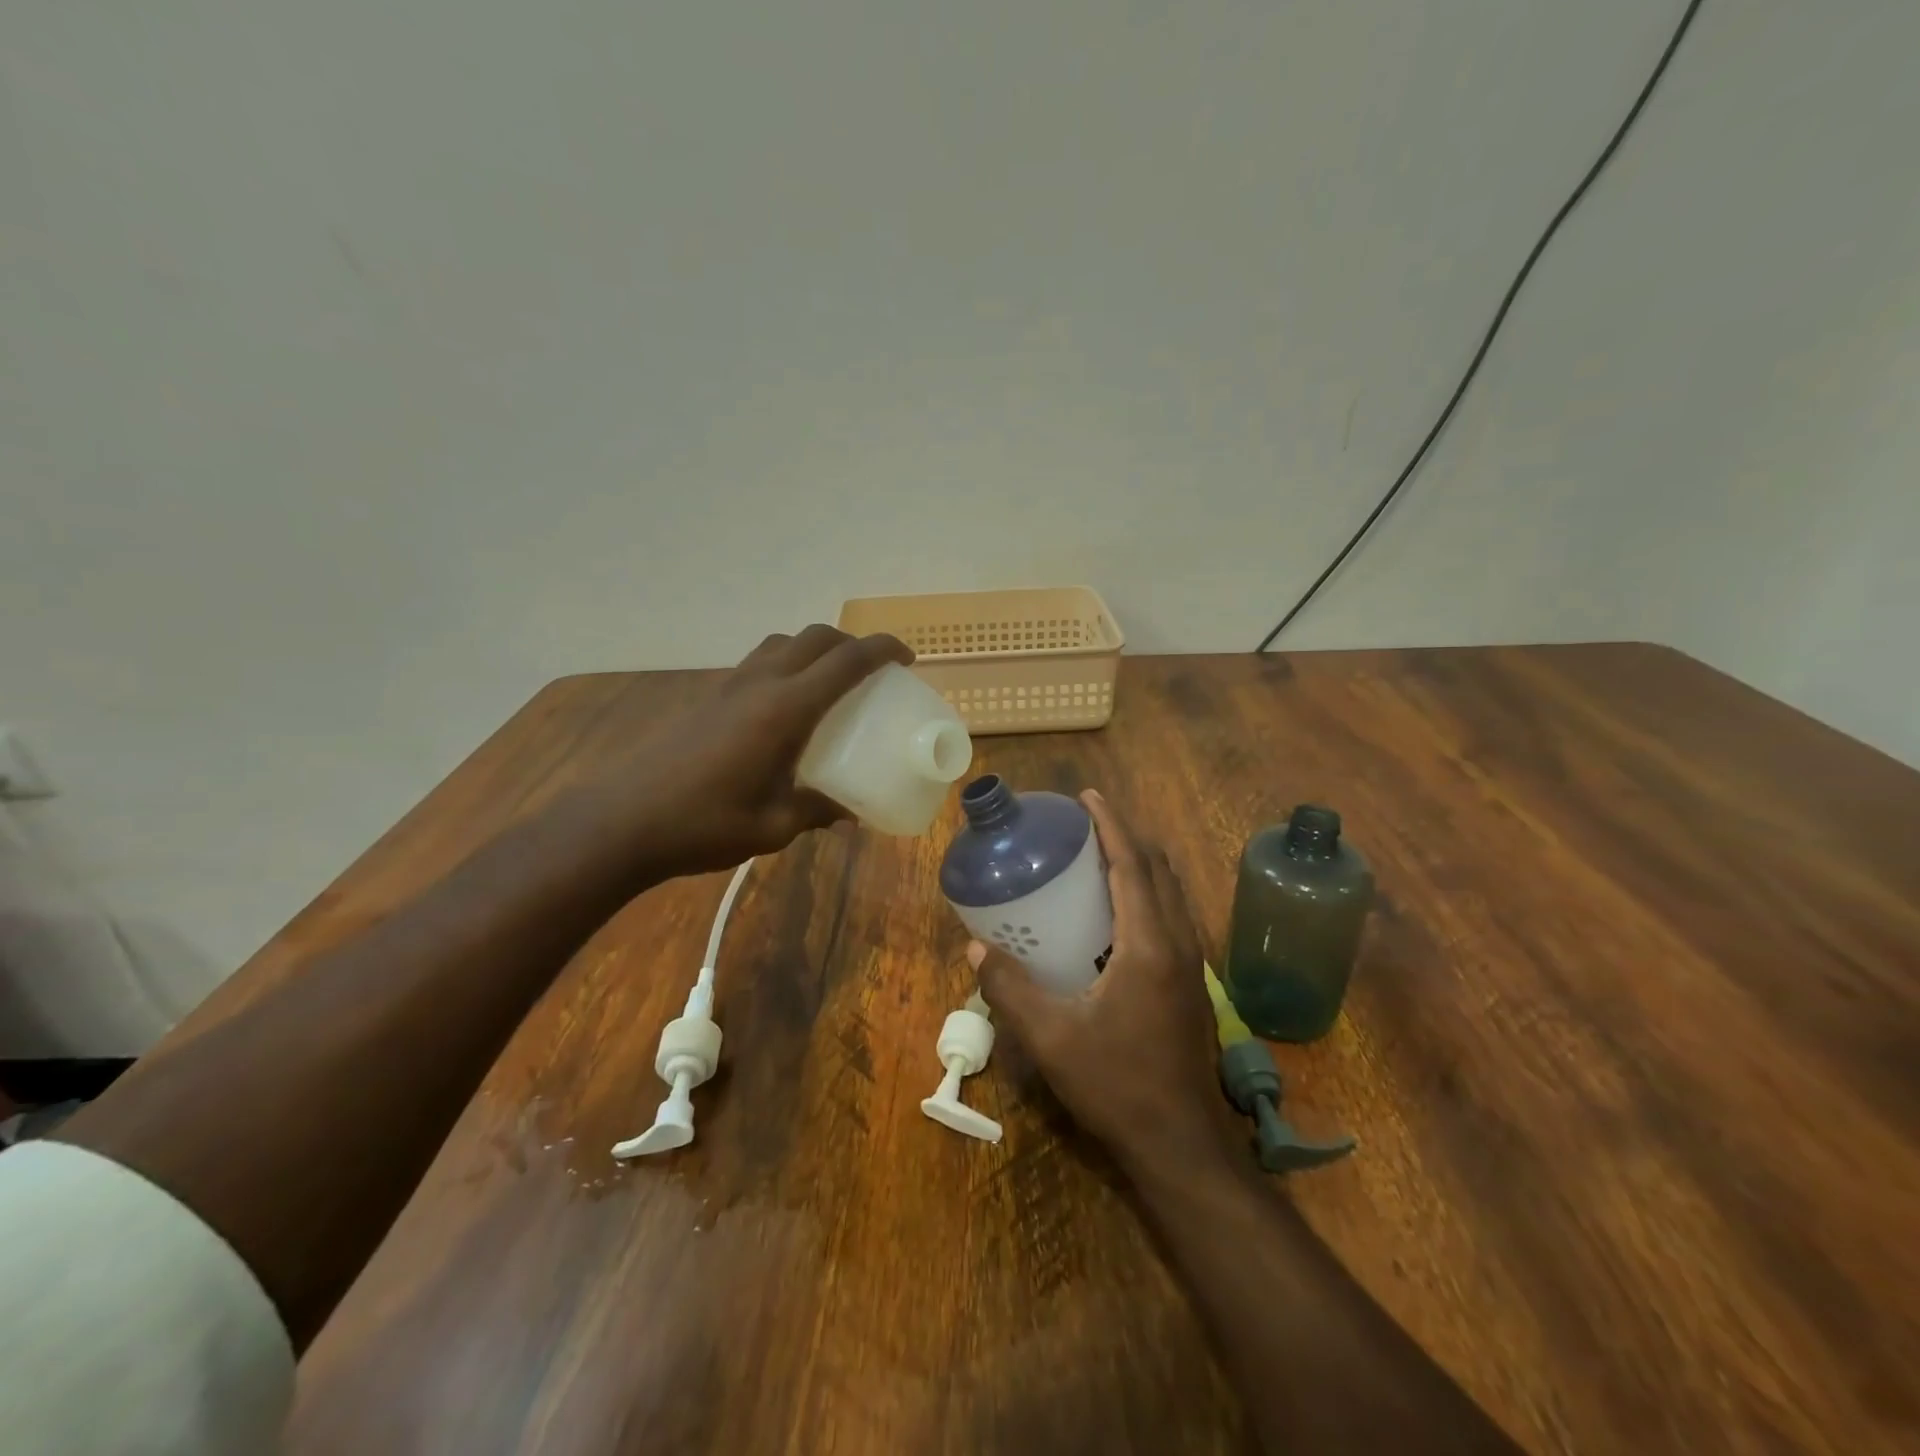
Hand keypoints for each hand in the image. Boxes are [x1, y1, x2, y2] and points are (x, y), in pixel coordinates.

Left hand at [610, 625, 912, 876]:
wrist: (621, 822)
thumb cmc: (704, 824)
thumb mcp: (773, 826)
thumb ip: (816, 811)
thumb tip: (848, 813)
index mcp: (785, 709)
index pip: (846, 661)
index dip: (883, 650)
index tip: (907, 658)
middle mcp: (760, 684)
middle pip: (814, 638)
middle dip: (851, 643)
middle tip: (872, 672)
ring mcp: (729, 686)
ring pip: (782, 644)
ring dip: (814, 649)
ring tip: (829, 683)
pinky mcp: (707, 698)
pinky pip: (758, 663)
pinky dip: (785, 666)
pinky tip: (784, 710)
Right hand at [969, 790, 1228, 1173]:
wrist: (1179, 1143)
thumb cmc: (1116, 1084)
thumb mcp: (1051, 1037)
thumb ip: (1010, 989)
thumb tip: (975, 949)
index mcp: (1148, 945)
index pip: (1132, 865)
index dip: (1111, 824)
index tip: (1088, 796)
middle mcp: (1178, 943)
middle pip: (1158, 869)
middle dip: (1127, 835)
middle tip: (1088, 822)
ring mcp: (1192, 965)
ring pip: (1171, 892)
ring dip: (1141, 862)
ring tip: (1102, 854)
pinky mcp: (1191, 984)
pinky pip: (1172, 914)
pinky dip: (1149, 891)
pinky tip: (1119, 911)